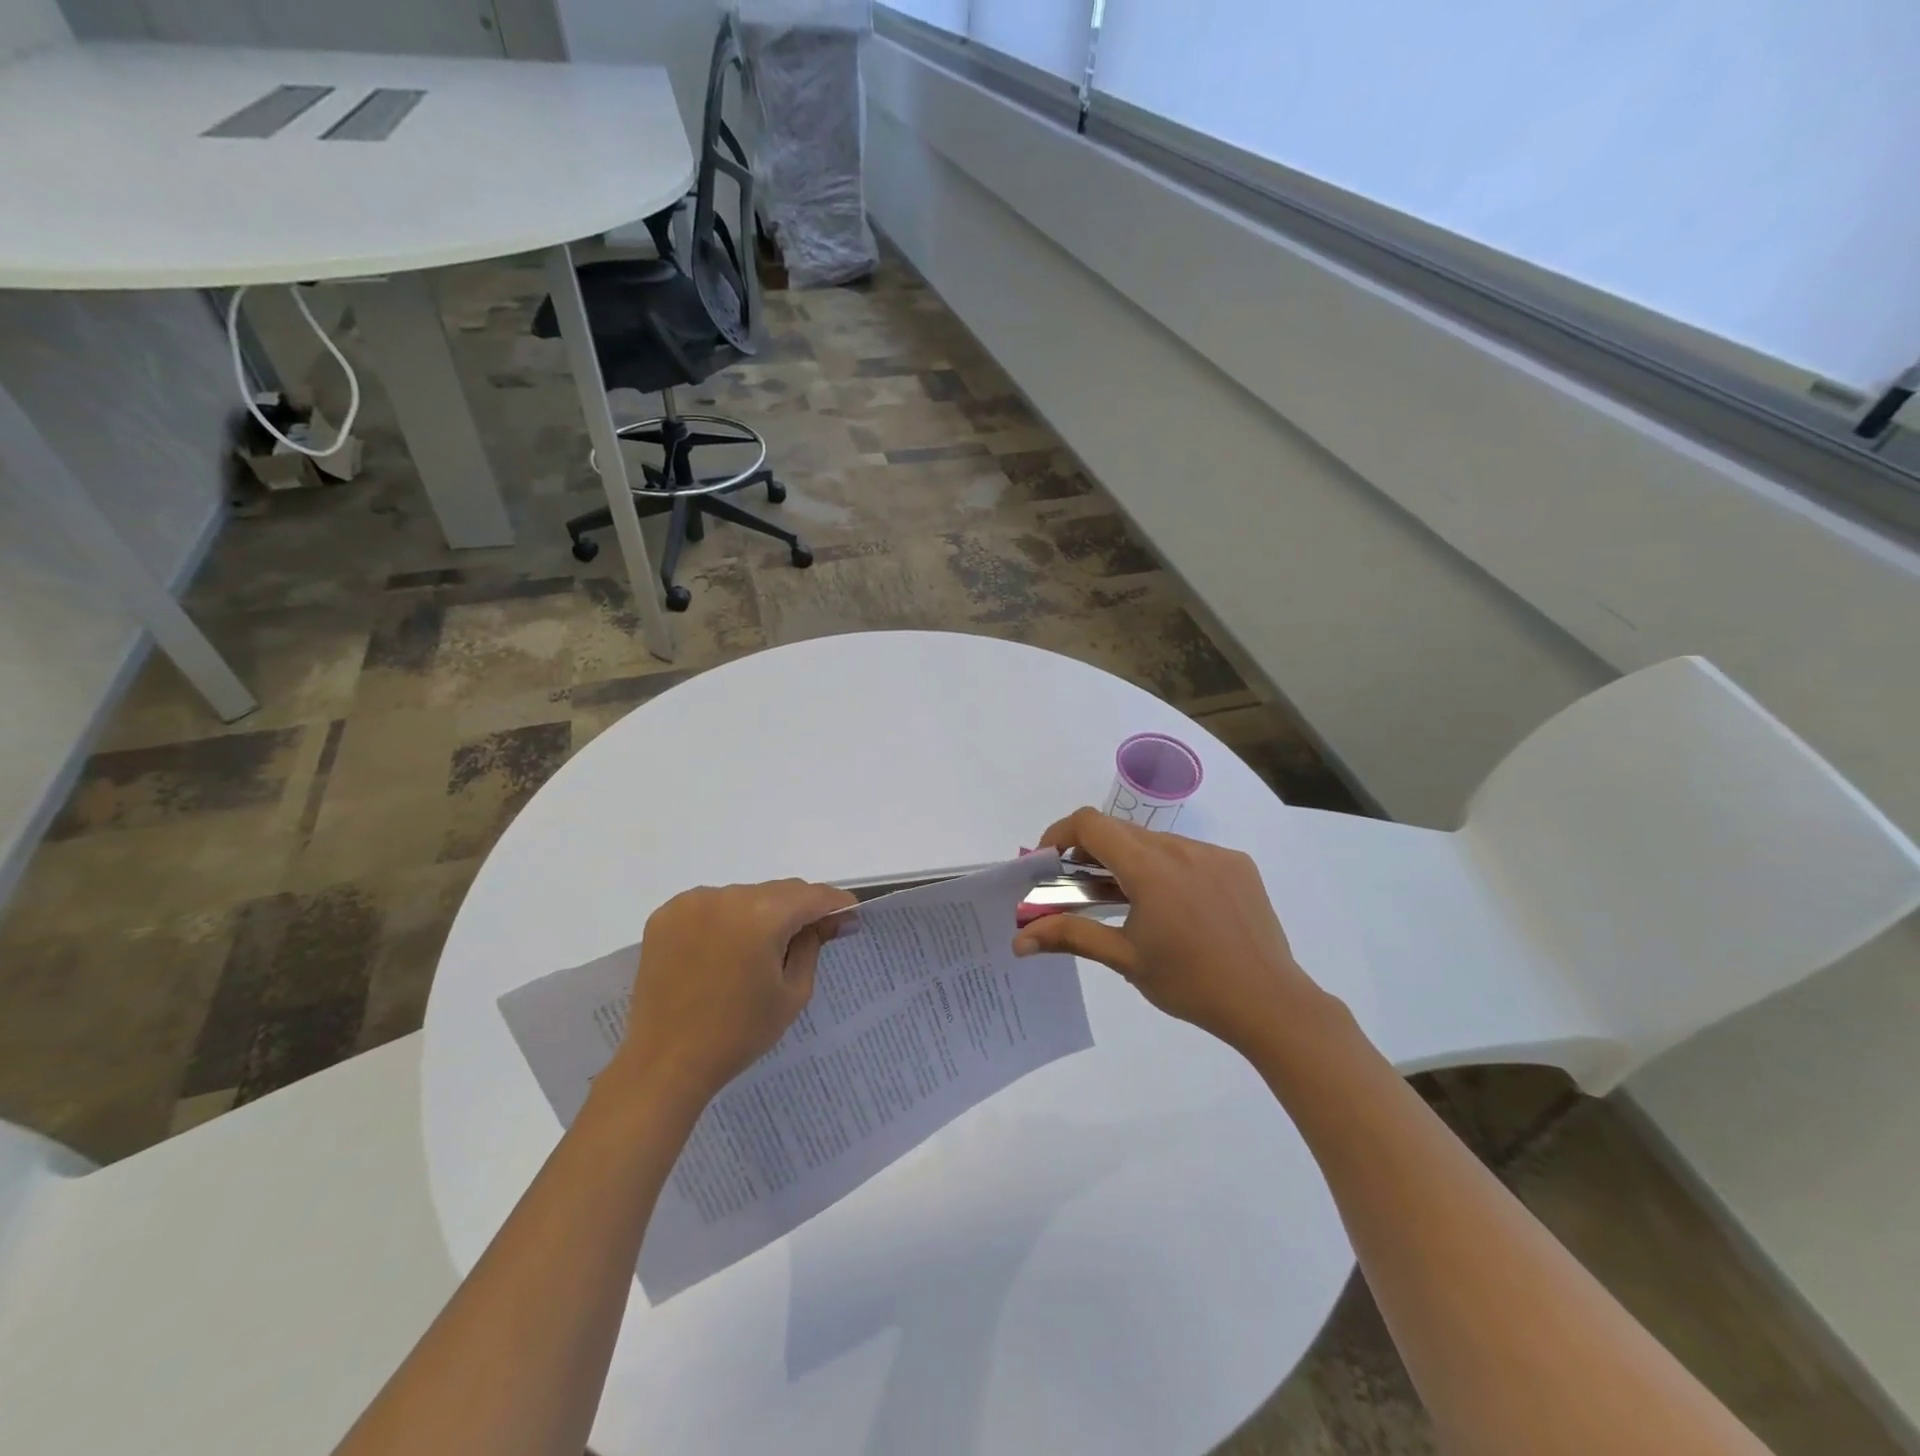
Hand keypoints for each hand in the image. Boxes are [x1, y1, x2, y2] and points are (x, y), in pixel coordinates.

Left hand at [614, 879, 856, 1108]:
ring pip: (745, 896)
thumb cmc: (738, 1033)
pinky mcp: (666, 914)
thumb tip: (829, 921)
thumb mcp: (792, 993)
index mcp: (762, 915)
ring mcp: (692, 902)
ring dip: (760, 913)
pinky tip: (725, 949)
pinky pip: (711, 905)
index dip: (835, 904)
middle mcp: (727, 896)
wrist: (665, 1063)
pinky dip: (726, 919)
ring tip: (760, 949)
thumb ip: (813, 946)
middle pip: (778, 891)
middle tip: (812, 934)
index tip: (849, 916)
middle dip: (799, 909)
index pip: (812, 896)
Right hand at [1013, 807, 1328, 1057]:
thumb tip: (1019, 941)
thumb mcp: (1124, 959)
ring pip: (1155, 841)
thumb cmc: (1190, 984)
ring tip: (1126, 901)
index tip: (1049, 861)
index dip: (1061, 833)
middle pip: (1121, 831)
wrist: (1270, 1003)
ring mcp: (1213, 853)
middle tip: (1080, 888)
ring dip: (1130, 860)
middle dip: (1092, 851)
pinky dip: (1167, 868)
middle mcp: (1180, 848)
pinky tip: (1175, 907)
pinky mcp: (1237, 864)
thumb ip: (1070, 936)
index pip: (1090, 823)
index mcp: (1149, 867)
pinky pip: (1189, 853)